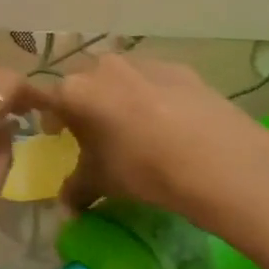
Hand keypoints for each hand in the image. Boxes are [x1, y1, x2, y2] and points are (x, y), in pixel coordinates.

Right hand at [39, 54, 268, 239]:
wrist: (219, 160)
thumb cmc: (145, 169)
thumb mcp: (104, 183)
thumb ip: (77, 189)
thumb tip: (66, 206)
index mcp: (76, 90)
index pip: (48, 98)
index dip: (49, 117)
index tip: (56, 135)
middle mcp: (104, 66)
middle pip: (84, 82)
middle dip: (84, 104)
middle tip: (95, 134)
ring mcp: (143, 62)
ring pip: (120, 77)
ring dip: (118, 97)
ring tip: (135, 128)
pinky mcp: (179, 68)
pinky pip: (153, 80)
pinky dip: (152, 96)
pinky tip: (170, 124)